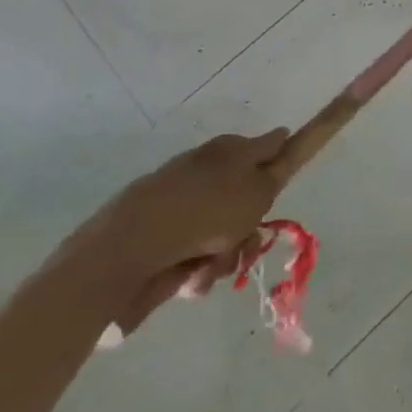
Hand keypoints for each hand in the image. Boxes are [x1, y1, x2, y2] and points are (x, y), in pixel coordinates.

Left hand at [75, 129, 290, 338]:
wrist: (129, 250)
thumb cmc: (207, 212)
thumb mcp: (260, 188)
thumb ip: (278, 166)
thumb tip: (282, 134)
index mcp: (231, 150)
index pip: (271, 144)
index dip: (283, 161)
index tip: (282, 187)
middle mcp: (207, 169)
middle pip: (247, 198)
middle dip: (250, 227)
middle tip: (249, 242)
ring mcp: (180, 202)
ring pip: (221, 230)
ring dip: (225, 253)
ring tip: (212, 267)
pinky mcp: (157, 234)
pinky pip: (192, 251)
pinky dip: (196, 266)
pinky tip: (190, 277)